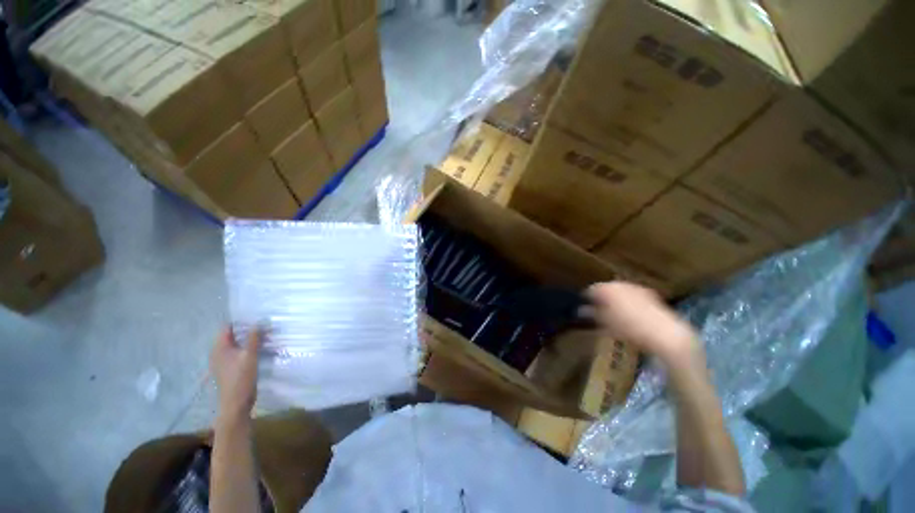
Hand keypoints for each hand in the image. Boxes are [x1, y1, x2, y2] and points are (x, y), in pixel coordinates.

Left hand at [210, 326, 263, 421]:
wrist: (236, 403)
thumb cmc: (241, 377)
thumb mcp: (250, 355)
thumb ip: (254, 337)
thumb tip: (258, 321)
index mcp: (219, 347)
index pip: (228, 327)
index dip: (241, 321)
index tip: (257, 317)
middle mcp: (218, 352)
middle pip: (232, 335)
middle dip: (247, 330)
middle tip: (264, 326)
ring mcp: (223, 361)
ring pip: (236, 344)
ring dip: (248, 340)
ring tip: (265, 336)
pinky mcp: (229, 368)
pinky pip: (238, 352)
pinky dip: (247, 348)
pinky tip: (259, 349)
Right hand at [586, 282, 703, 367]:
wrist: (664, 334)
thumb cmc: (628, 329)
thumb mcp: (605, 323)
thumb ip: (592, 314)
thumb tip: (581, 310)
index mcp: (606, 289)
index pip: (591, 289)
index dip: (587, 298)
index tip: (586, 307)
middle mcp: (620, 284)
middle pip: (606, 288)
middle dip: (602, 298)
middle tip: (599, 310)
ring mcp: (636, 287)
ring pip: (620, 291)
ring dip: (615, 299)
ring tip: (614, 313)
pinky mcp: (650, 294)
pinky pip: (633, 295)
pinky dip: (628, 301)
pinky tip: (630, 314)